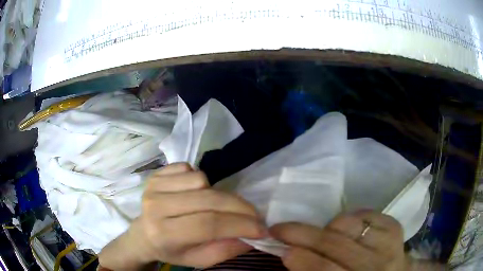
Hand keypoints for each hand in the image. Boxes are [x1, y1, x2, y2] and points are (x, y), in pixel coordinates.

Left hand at [99, 163, 263, 268]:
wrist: (143, 233)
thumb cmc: (171, 250)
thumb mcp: (198, 260)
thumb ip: (225, 250)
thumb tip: (252, 236)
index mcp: (164, 233)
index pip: (208, 224)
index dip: (240, 225)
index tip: (262, 229)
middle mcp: (156, 206)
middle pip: (209, 200)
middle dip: (240, 207)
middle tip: (254, 216)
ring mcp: (154, 186)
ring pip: (201, 180)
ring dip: (215, 194)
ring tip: (211, 207)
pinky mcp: (156, 173)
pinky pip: (189, 169)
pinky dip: (199, 181)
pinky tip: (194, 194)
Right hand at [270, 211, 407, 270]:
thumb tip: (291, 254)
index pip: (324, 269)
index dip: (300, 259)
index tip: (281, 248)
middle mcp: (375, 265)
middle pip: (334, 244)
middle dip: (301, 234)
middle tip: (280, 229)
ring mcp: (389, 243)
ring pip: (348, 224)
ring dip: (328, 228)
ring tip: (326, 236)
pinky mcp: (394, 227)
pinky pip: (364, 213)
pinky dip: (350, 219)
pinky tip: (347, 230)